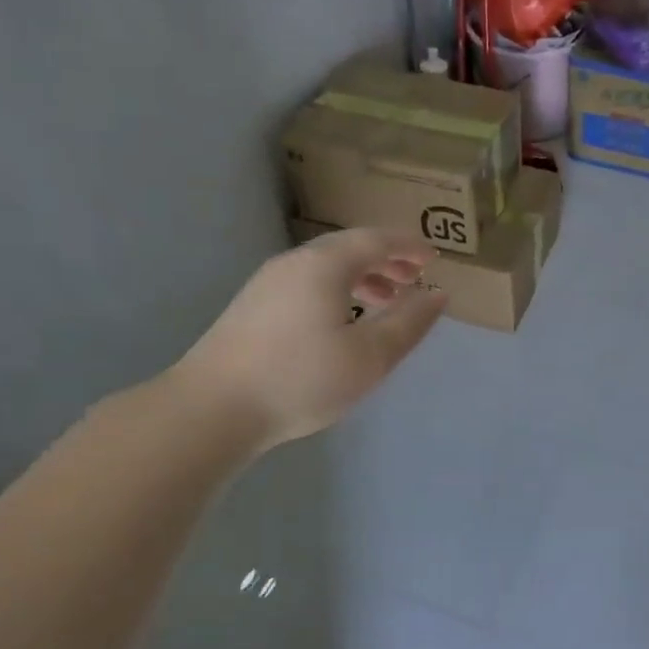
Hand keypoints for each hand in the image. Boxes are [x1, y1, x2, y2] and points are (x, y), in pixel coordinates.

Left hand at [174, 229, 444, 449]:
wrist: (212, 409)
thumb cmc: (301, 379)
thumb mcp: (370, 356)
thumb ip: (409, 323)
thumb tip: (437, 295)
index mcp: (325, 266)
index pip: (376, 240)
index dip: (408, 246)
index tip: (435, 256)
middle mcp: (294, 263)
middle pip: (348, 248)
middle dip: (386, 260)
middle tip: (415, 279)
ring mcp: (268, 284)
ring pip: (325, 266)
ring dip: (362, 276)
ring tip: (386, 300)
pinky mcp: (253, 307)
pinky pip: (307, 282)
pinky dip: (337, 289)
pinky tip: (343, 321)